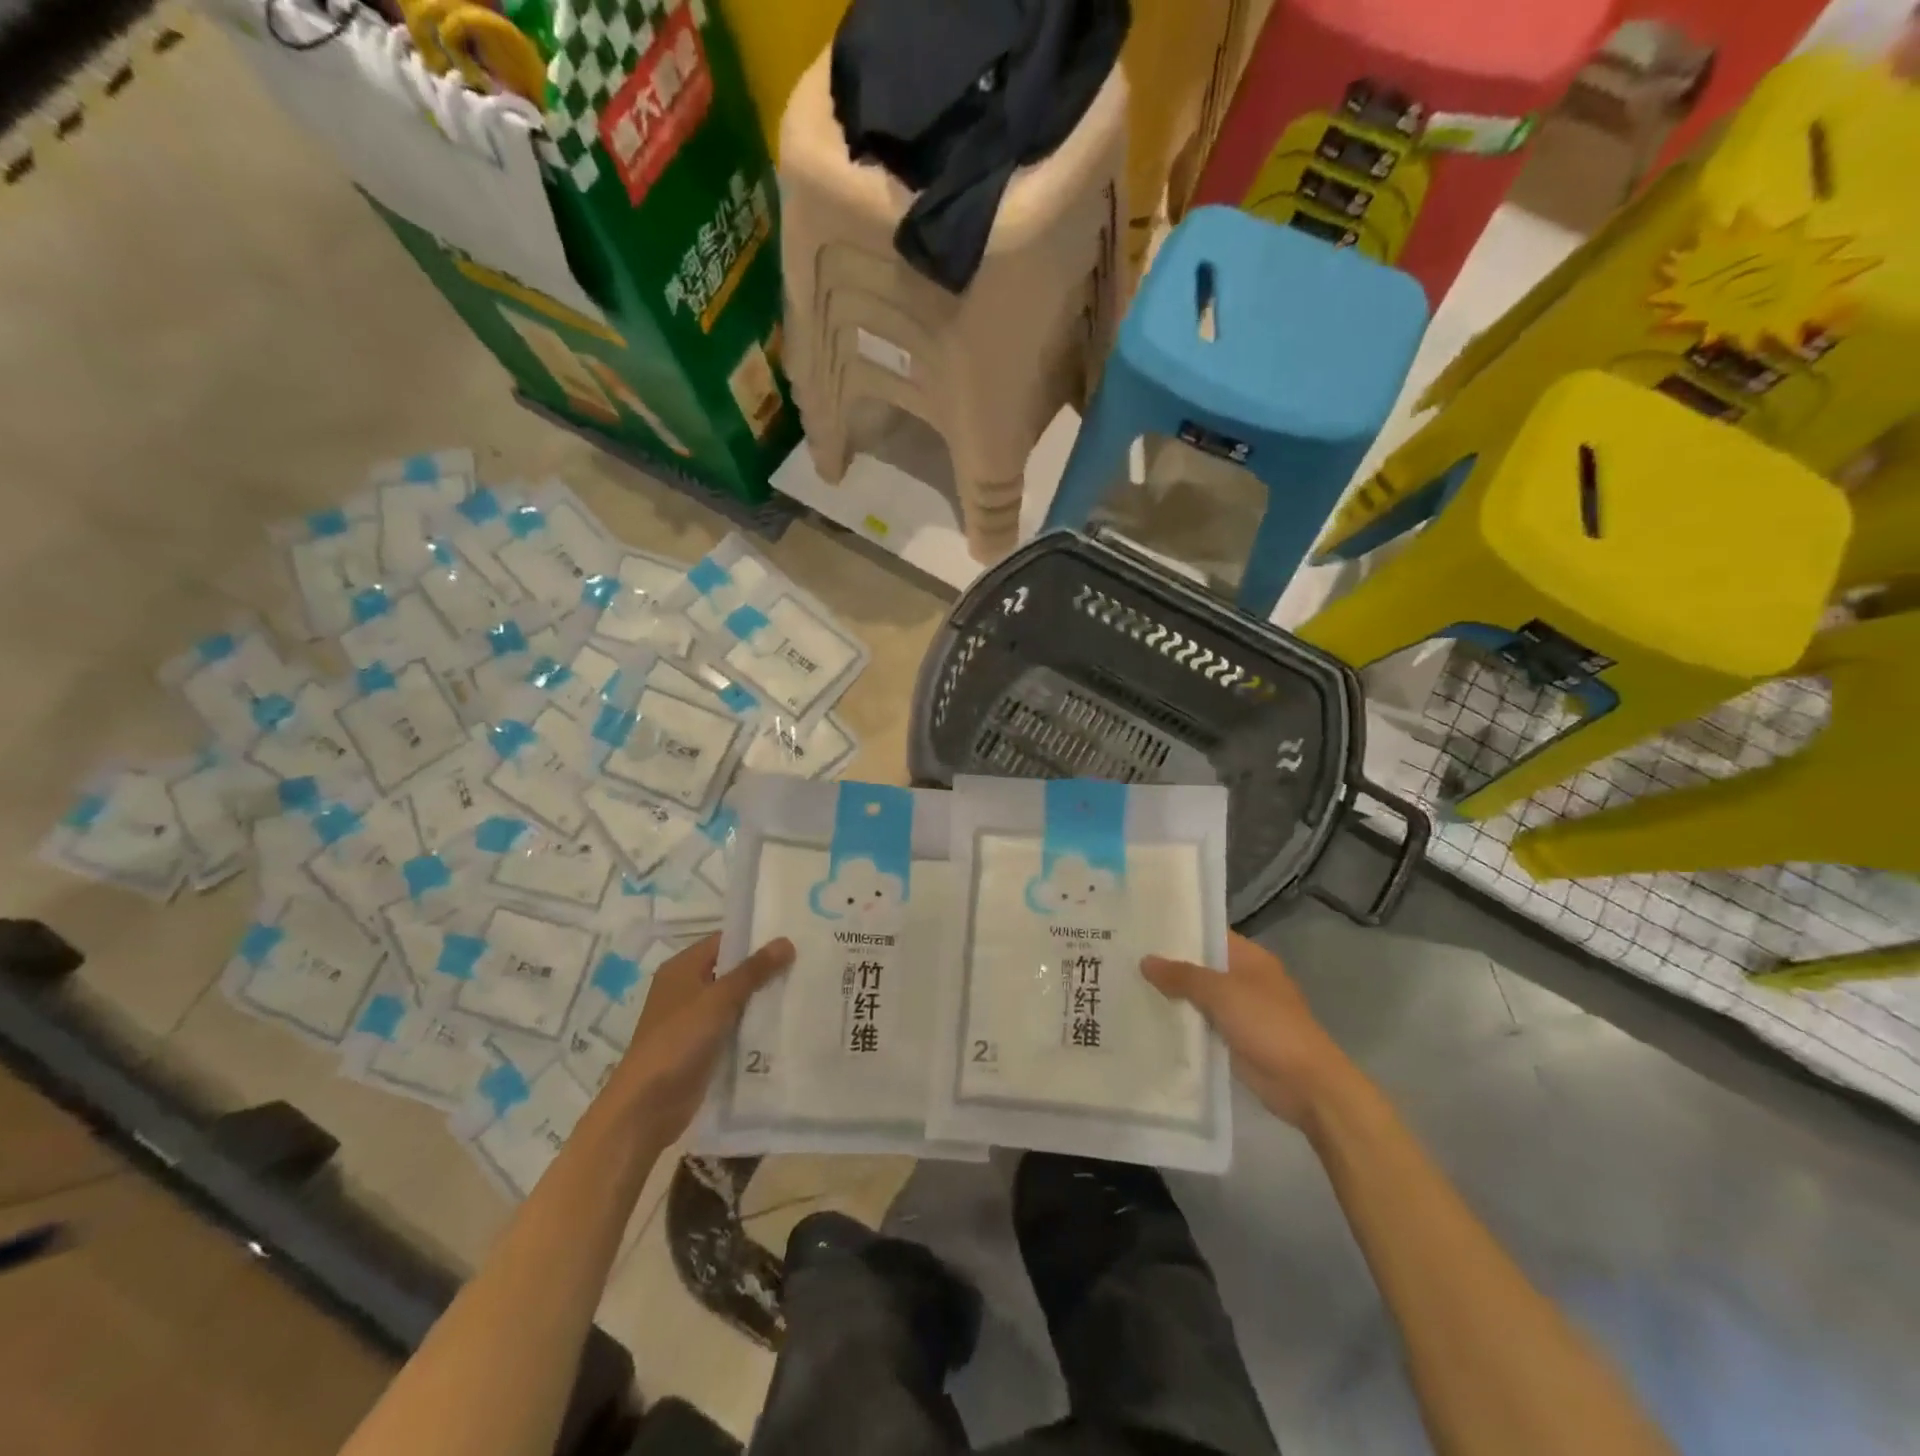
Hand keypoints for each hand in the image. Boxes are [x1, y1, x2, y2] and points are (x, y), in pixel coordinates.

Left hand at [606, 933, 793, 1141]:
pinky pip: (733, 1026)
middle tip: (804, 962)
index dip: (756, 938)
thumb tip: (786, 940)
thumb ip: (754, 970)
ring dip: (761, 998)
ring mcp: (693, 1019)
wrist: (647, 1105)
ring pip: (734, 1000)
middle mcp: (686, 988)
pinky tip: (783, 1022)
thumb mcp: (719, 999)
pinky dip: (753, 1024)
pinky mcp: (702, 1046)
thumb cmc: (679, 1040)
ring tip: (801, 989)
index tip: (792, 937)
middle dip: (763, 969)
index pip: (725, 941)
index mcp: (682, 968)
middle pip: (731, 970)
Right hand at [1142, 933, 1351, 1127]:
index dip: (1178, 930)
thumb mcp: (1222, 992)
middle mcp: (1244, 979)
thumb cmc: (1268, 1025)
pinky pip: (1201, 1024)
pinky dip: (1181, 1023)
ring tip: (1127, 984)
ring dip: (1172, 995)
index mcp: (1249, 958)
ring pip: (1198, 997)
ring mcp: (1240, 1011)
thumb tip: (1145, 961)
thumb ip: (1182, 975)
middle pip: (1201, 966)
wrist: (1306, 1085)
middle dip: (1168, 964)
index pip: (1208, 934)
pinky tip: (1148, 1019)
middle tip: (1124, 956)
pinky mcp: (1233, 1040)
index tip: (1141, 926)